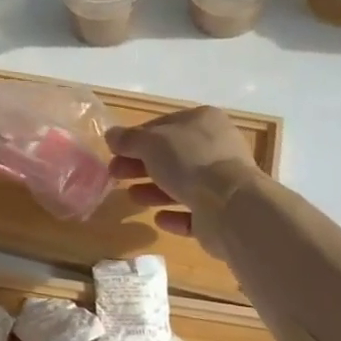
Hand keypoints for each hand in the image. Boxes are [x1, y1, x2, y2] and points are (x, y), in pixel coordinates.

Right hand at [107, 107, 260, 250]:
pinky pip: (194, 213)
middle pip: (172, 155)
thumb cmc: (189, 161)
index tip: (115, 151)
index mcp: (204, 121)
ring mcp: (223, 181)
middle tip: (115, 174)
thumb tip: (111, 135)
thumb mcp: (150, 143)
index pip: (164, 125)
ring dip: (155, 190)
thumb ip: (128, 139)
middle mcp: (217, 147)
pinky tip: (158, 219)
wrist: (229, 206)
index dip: (137, 137)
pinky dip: (175, 215)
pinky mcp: (224, 213)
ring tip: (131, 197)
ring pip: (182, 184)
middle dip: (141, 165)